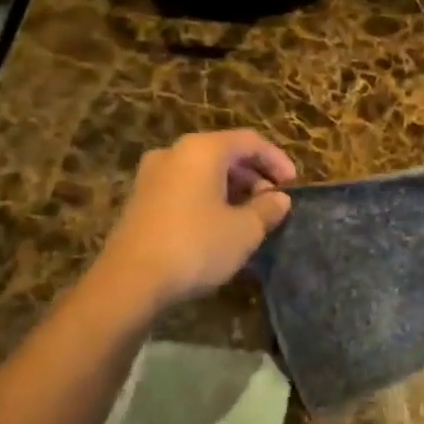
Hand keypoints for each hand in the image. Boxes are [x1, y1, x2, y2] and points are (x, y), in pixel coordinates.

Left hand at [98, 130, 295, 307]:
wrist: (130, 281)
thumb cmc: (196, 246)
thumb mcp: (244, 230)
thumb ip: (268, 209)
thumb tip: (280, 199)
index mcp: (203, 149)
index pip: (250, 141)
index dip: (277, 160)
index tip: (294, 184)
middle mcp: (175, 152)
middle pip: (224, 152)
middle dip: (253, 175)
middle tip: (273, 202)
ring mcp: (152, 175)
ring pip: (203, 170)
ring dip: (231, 187)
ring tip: (250, 215)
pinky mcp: (140, 199)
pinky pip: (184, 186)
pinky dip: (208, 196)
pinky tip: (219, 224)